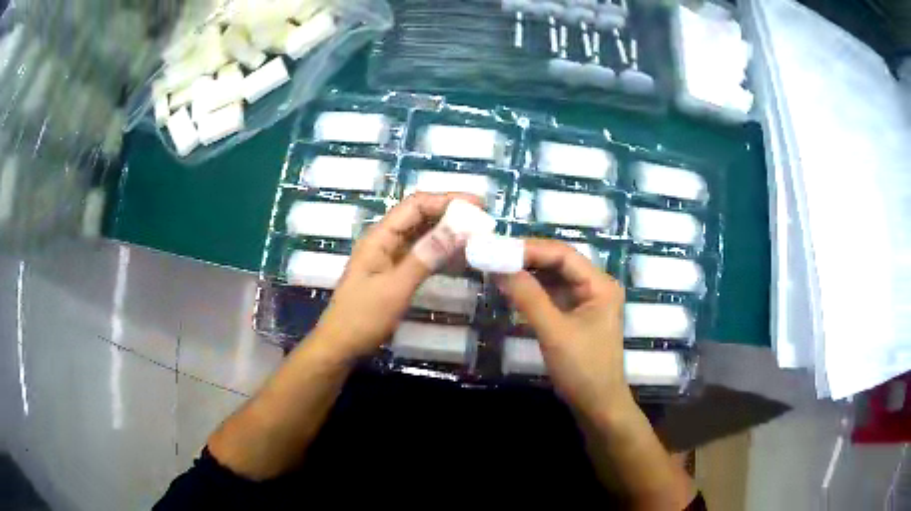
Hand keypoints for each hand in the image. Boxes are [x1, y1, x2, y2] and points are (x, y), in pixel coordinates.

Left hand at [313, 192, 480, 360]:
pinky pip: (421, 253)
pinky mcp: (395, 272)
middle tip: (483, 220)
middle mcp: (385, 240)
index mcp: (380, 237)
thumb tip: (458, 228)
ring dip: (448, 232)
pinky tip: (460, 256)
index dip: (447, 200)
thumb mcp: (396, 287)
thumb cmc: (363, 317)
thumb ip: (425, 257)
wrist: (341, 345)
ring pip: (422, 234)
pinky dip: (441, 251)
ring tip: (477, 235)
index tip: (478, 205)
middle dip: (451, 213)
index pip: (416, 205)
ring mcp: (390, 256)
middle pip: (420, 216)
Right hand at [496, 239, 629, 416]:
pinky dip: (532, 291)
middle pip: (559, 262)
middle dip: (527, 259)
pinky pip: (551, 295)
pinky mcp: (575, 315)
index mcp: (600, 285)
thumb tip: (499, 267)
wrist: (598, 406)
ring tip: (497, 268)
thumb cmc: (583, 369)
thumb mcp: (554, 332)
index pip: (563, 254)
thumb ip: (528, 298)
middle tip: (493, 256)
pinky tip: (512, 289)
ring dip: (527, 273)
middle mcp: (595, 286)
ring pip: (553, 277)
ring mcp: (585, 301)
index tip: (497, 248)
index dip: (530, 249)